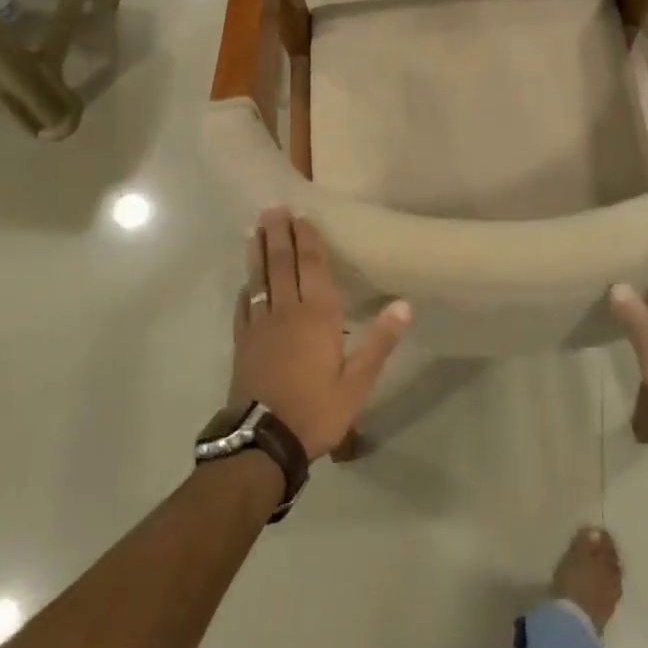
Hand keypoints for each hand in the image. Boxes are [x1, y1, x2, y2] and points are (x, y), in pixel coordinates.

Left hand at [232, 208, 411, 457]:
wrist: (264, 440)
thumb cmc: (317, 409)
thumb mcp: (357, 382)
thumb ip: (379, 341)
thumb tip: (404, 304)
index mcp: (317, 315)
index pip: (311, 267)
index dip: (306, 239)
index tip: (300, 215)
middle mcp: (286, 311)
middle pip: (282, 264)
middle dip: (279, 235)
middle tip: (272, 208)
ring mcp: (259, 325)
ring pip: (260, 279)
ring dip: (258, 252)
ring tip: (255, 229)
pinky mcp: (242, 342)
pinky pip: (243, 306)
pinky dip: (245, 288)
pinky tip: (245, 281)